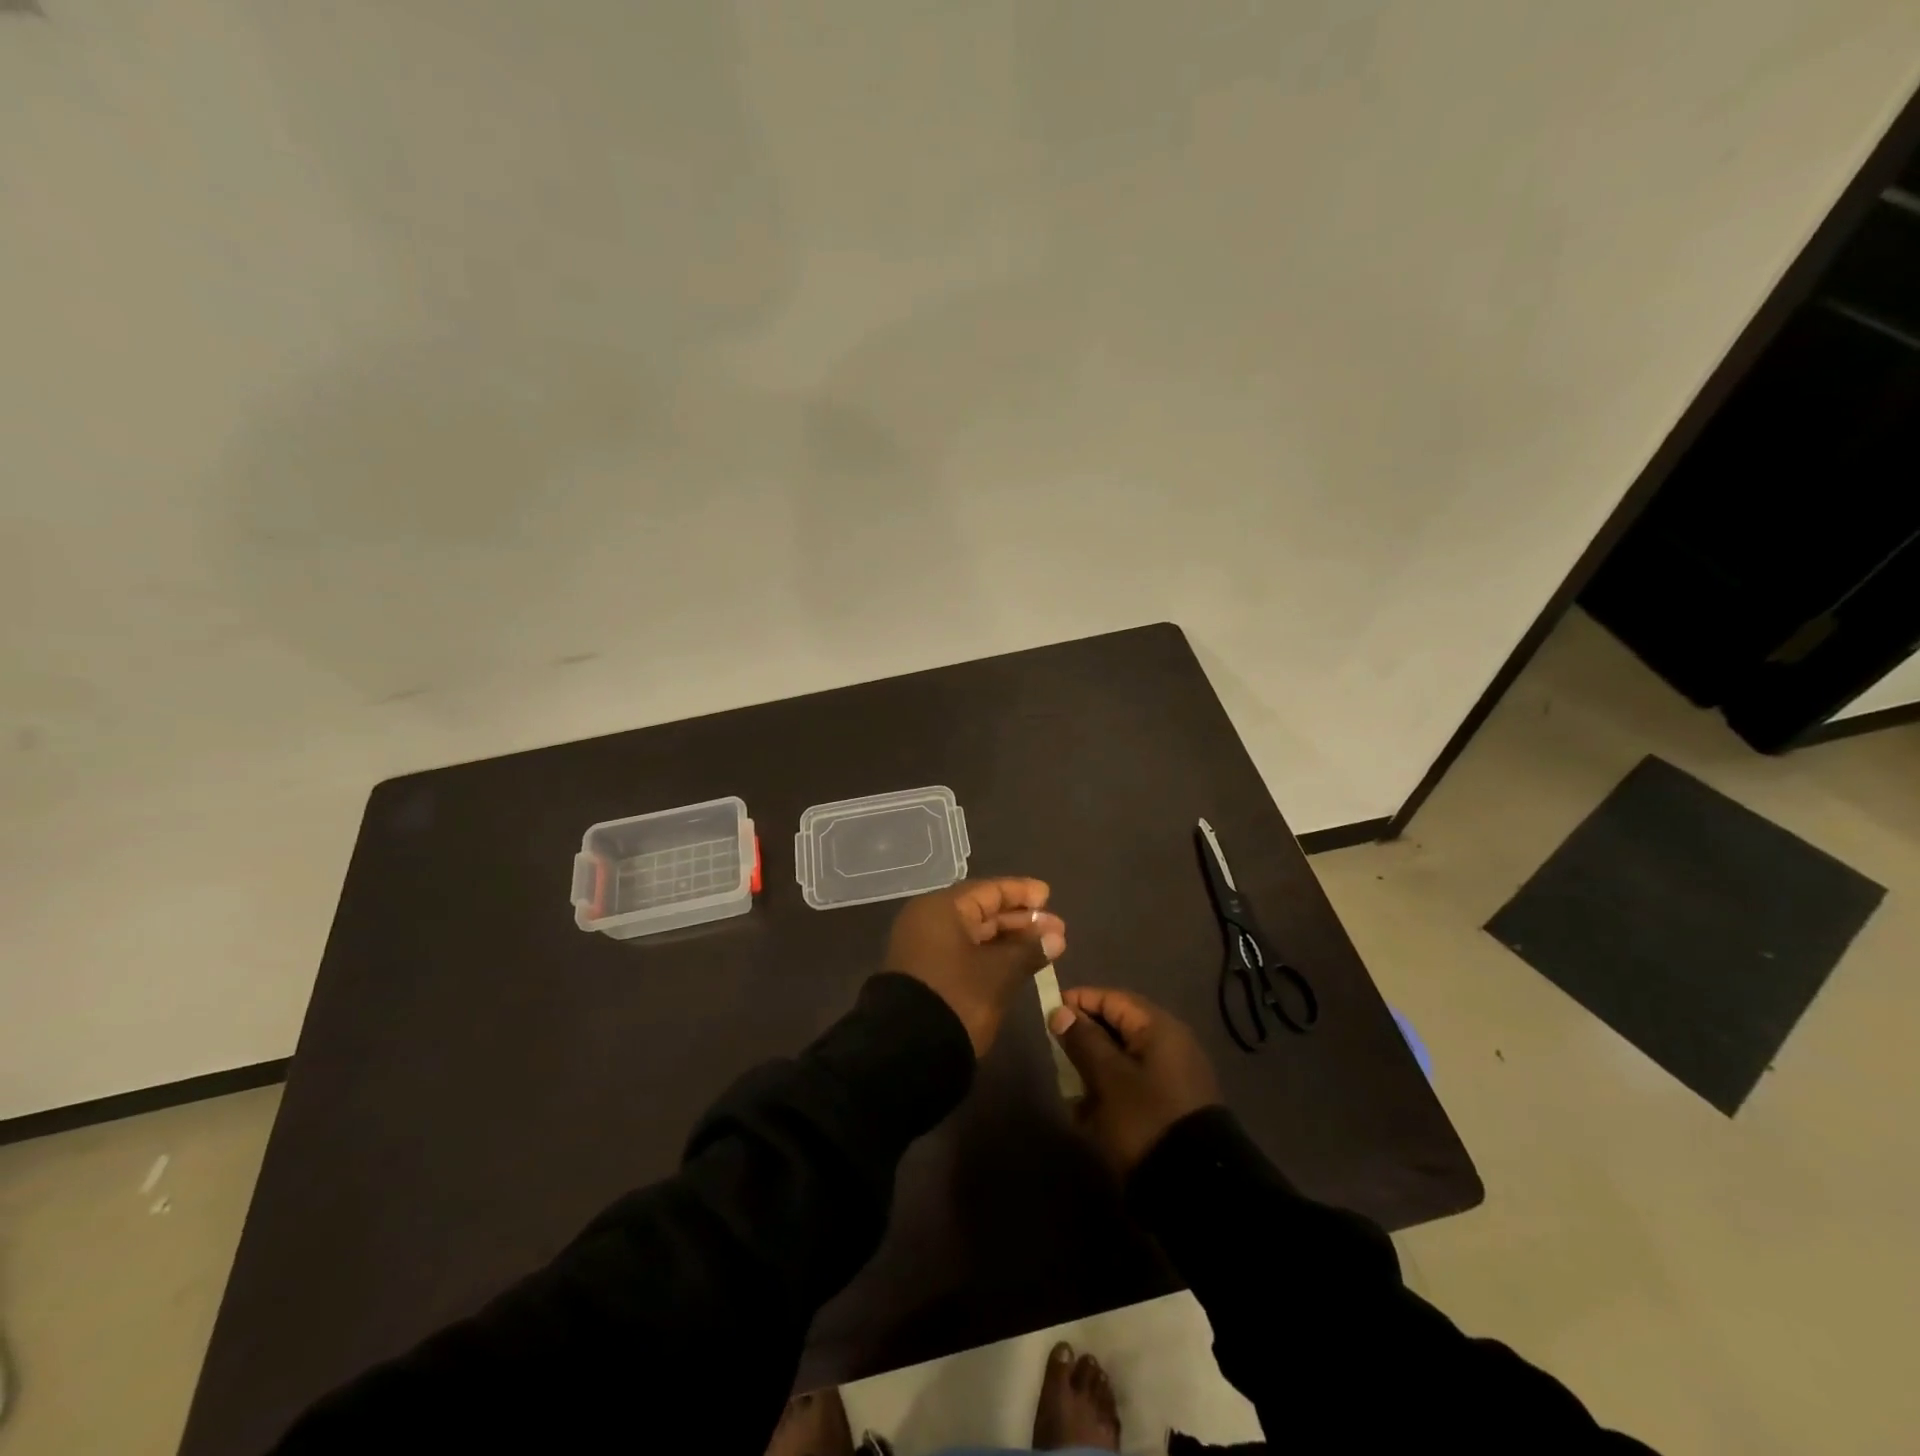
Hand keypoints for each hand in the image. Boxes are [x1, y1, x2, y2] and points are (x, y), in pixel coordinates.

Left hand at [885, 878, 1066, 1055]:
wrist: (909, 1050)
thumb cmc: (957, 997)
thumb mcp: (999, 973)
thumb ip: (1029, 949)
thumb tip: (1056, 936)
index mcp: (941, 909)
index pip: (988, 890)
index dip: (1021, 892)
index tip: (1049, 896)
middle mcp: (929, 921)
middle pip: (981, 911)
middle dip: (1020, 920)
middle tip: (1057, 928)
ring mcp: (925, 948)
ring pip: (974, 934)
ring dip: (1009, 940)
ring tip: (1047, 946)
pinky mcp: (928, 973)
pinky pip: (965, 952)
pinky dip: (992, 955)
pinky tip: (1019, 963)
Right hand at [1049, 987, 1221, 1174]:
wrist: (1196, 1188)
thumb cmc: (1146, 1119)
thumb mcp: (1108, 1078)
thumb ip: (1083, 1041)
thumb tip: (1062, 1012)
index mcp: (1158, 1027)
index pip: (1111, 998)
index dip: (1078, 1002)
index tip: (1048, 1015)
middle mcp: (1169, 1043)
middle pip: (1116, 1027)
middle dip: (1084, 1041)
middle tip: (1057, 1057)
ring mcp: (1172, 1075)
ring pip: (1121, 1058)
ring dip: (1093, 1071)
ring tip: (1072, 1094)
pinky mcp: (1170, 1103)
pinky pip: (1132, 1084)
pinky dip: (1110, 1092)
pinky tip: (1090, 1116)